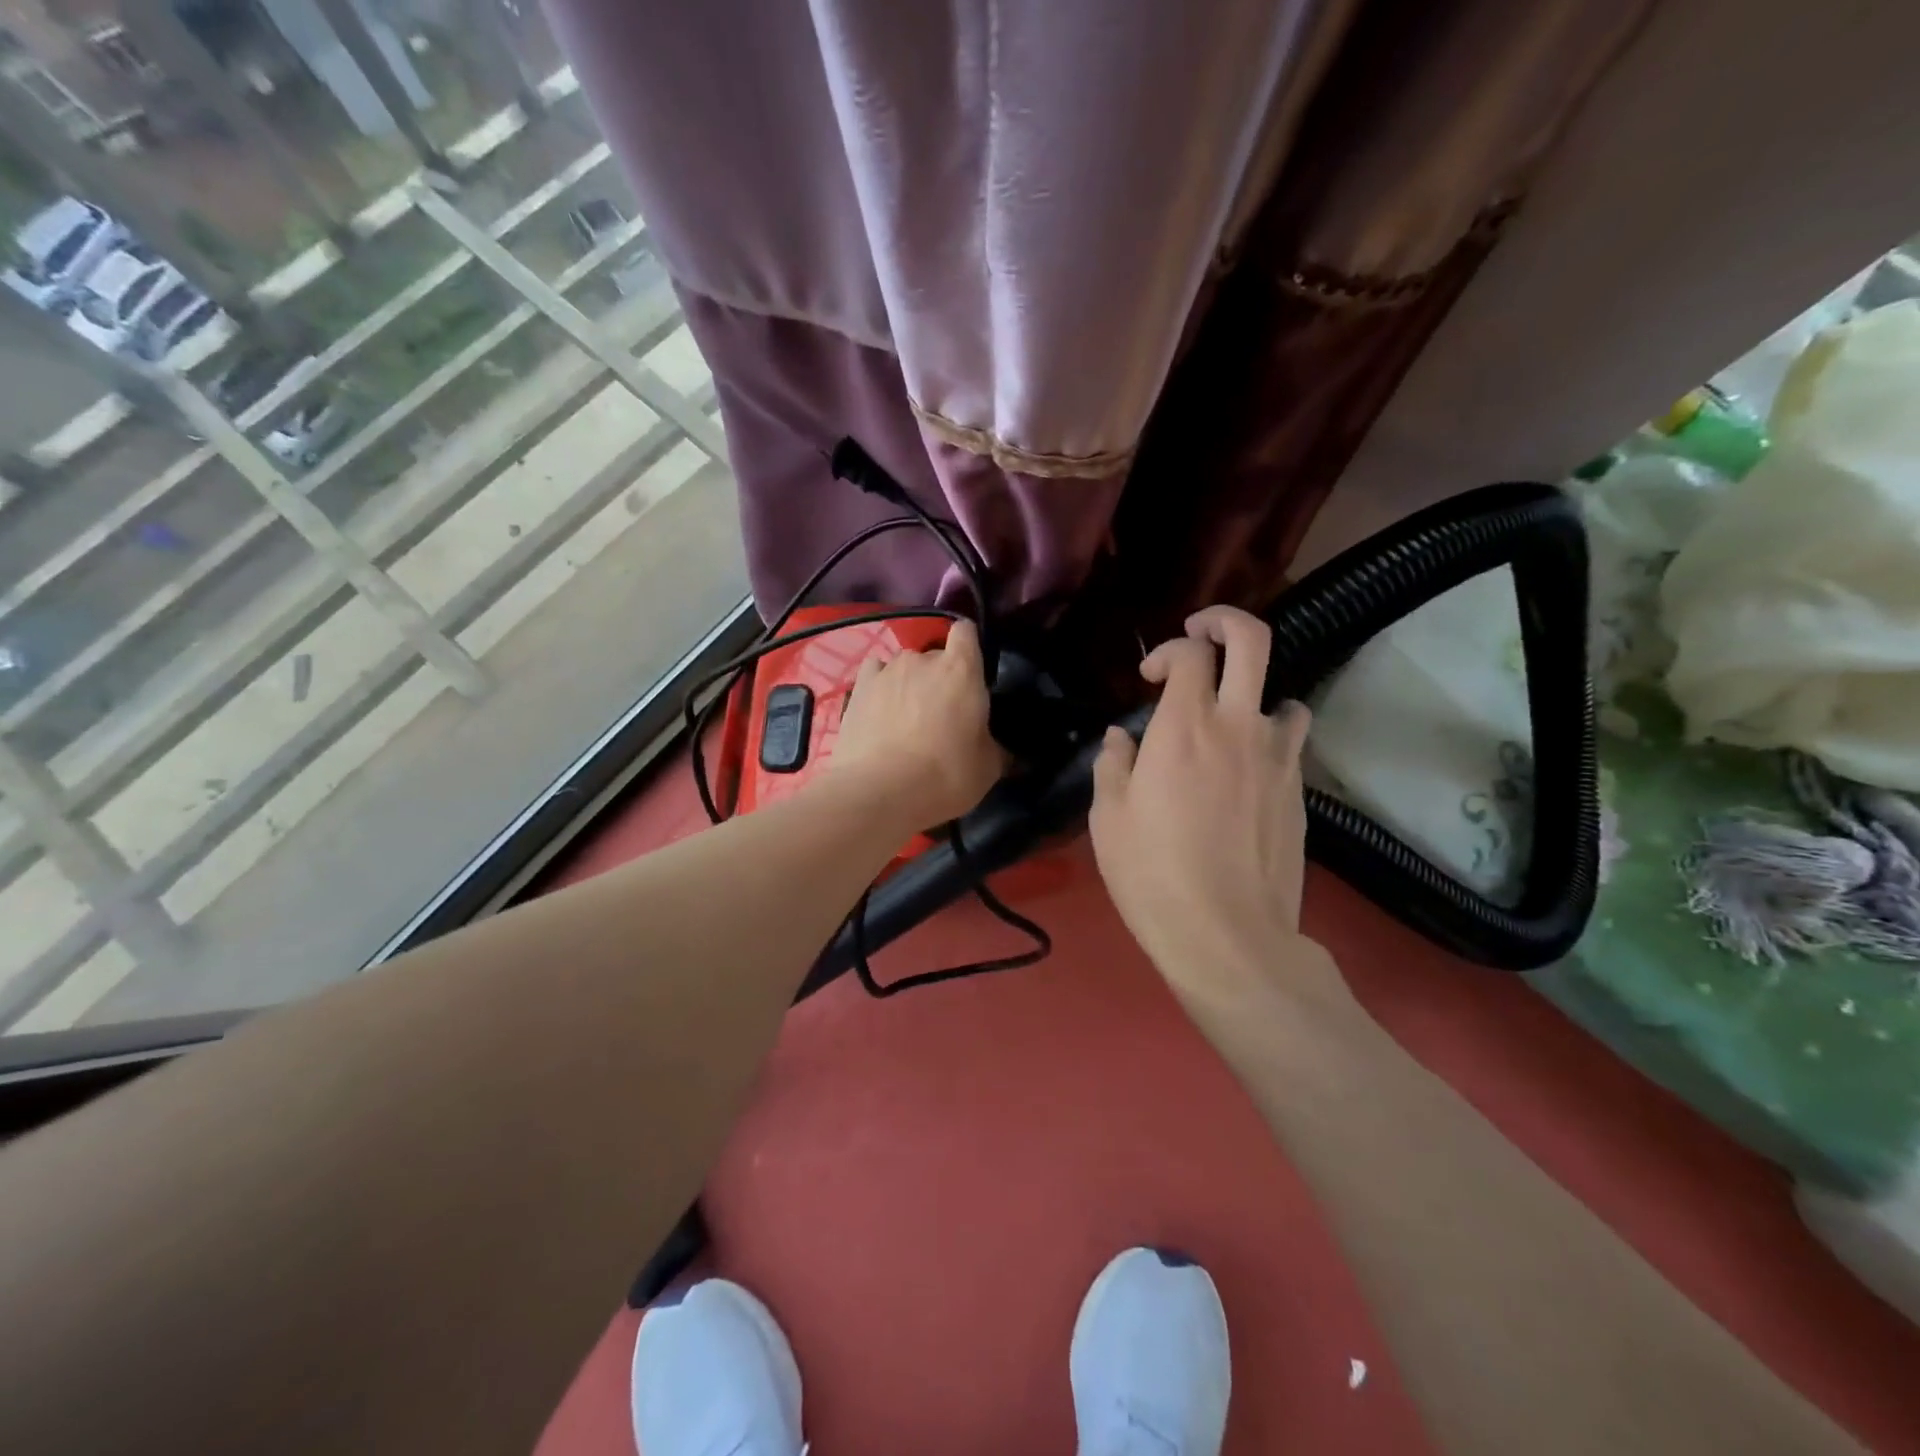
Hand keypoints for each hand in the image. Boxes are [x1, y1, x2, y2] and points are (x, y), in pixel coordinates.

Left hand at [831, 617, 1005, 832]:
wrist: (880, 792)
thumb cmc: (945, 775)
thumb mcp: (988, 768)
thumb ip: (995, 746)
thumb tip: (999, 748)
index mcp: (961, 669)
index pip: (967, 632)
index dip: (969, 647)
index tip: (972, 673)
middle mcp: (923, 659)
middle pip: (935, 655)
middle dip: (940, 677)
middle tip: (942, 712)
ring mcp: (886, 670)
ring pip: (904, 666)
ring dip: (909, 684)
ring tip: (907, 717)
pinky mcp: (858, 688)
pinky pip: (875, 674)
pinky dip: (881, 687)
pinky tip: (881, 709)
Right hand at [1090, 606, 1337, 1021]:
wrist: (1227, 934)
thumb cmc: (1152, 874)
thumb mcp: (1109, 818)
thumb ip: (1113, 763)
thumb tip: (1122, 736)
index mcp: (1184, 728)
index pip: (1190, 653)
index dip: (1168, 650)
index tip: (1149, 679)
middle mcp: (1238, 727)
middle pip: (1252, 641)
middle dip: (1225, 622)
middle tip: (1202, 632)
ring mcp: (1277, 757)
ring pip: (1284, 693)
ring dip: (1255, 693)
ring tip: (1230, 721)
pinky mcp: (1299, 790)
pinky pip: (1291, 742)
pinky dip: (1271, 738)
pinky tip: (1248, 771)